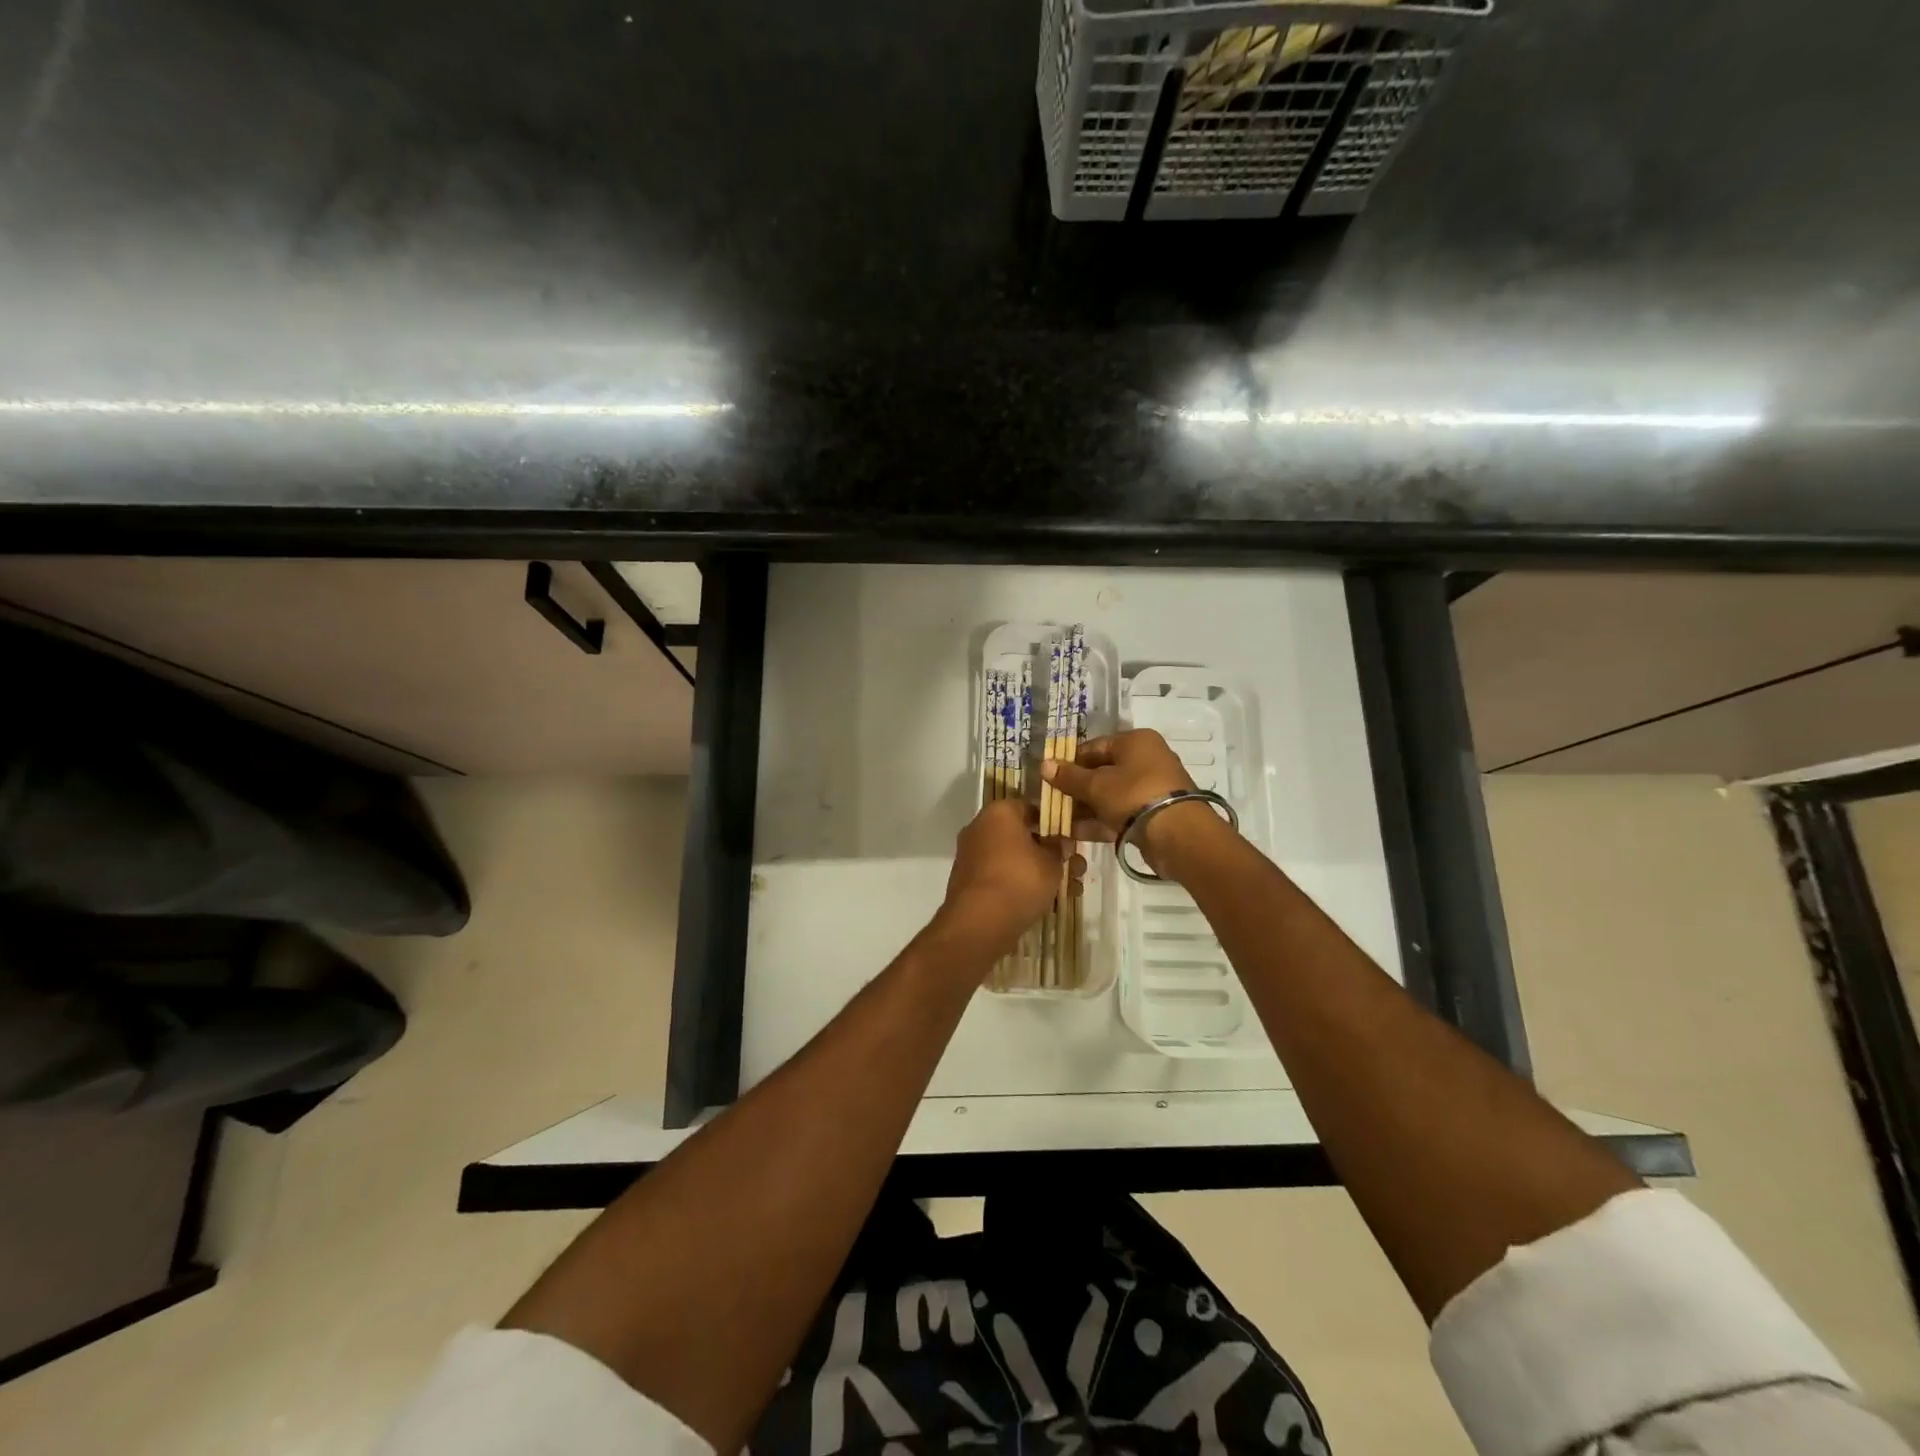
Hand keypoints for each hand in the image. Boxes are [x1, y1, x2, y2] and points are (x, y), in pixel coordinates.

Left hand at [938, 800, 1079, 963]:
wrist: (979, 923)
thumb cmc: (1020, 880)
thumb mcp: (1052, 862)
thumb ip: (1059, 848)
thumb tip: (1059, 843)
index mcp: (998, 813)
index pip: (1030, 807)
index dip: (1054, 822)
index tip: (1071, 838)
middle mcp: (980, 828)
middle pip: (1022, 835)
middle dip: (1050, 853)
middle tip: (1075, 868)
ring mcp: (971, 856)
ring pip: (1014, 859)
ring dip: (1040, 872)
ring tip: (1069, 892)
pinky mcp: (969, 883)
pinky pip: (1001, 877)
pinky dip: (1021, 886)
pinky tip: (1047, 904)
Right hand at [1040, 729, 1224, 874]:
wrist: (1177, 834)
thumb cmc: (1133, 795)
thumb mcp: (1096, 785)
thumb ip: (1069, 777)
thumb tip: (1044, 765)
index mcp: (1135, 742)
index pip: (1094, 746)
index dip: (1070, 761)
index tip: (1050, 777)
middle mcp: (1146, 760)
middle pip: (1102, 772)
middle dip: (1076, 788)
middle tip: (1052, 801)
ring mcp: (1151, 789)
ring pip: (1110, 795)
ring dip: (1084, 807)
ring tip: (1057, 820)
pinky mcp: (1153, 815)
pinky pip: (1120, 814)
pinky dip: (1099, 821)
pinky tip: (1074, 833)